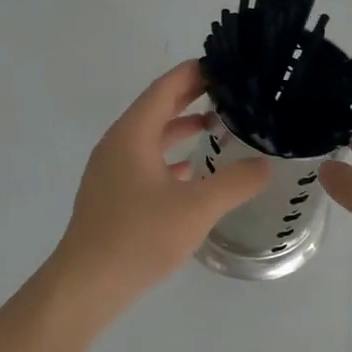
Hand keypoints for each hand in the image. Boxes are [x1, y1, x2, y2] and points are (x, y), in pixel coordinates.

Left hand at [48, 61, 269, 321]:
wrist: (86, 286)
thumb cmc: (138, 237)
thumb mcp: (196, 208)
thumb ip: (234, 182)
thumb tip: (265, 164)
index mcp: (132, 134)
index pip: (166, 88)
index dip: (194, 73)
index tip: (226, 65)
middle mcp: (118, 144)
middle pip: (157, 108)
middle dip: (191, 97)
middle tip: (230, 90)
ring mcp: (111, 171)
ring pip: (150, 137)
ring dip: (181, 128)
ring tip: (218, 126)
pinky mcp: (112, 195)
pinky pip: (144, 162)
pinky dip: (169, 158)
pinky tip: (191, 172)